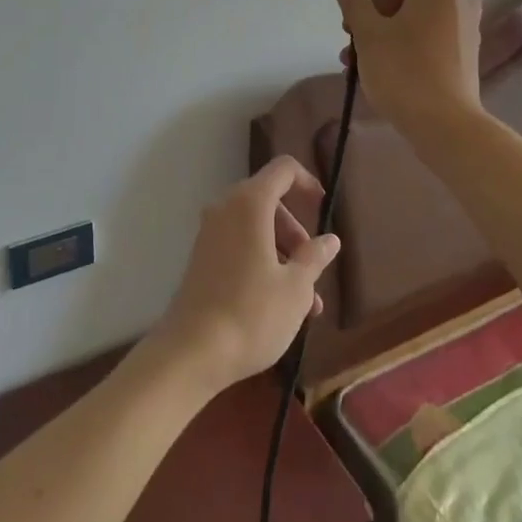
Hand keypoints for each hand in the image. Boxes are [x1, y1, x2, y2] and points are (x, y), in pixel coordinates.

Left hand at [147, 156, 341, 396]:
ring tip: (306, 302)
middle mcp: (225, 208)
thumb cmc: (251, 314)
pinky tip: (279, 304)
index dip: (307, 182)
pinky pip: (239, 244)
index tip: (323, 208)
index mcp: (250, 203)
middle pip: (269, 200)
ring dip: (282, 253)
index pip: (283, 169)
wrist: (191, 352)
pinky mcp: (202, 257)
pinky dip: (261, 261)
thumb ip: (315, 257)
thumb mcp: (296, 288)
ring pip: (255, 227)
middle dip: (295, 230)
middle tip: (313, 266)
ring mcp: (209, 233)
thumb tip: (330, 239)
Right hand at [333, 0, 484, 136]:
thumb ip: (353, 1)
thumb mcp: (368, 33)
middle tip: (349, 32)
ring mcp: (466, 24)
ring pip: (416, 14)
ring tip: (356, 58)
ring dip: (383, 28)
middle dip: (374, 8)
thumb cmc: (403, 70)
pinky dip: (404, 40)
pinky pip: (429, 32)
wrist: (446, 124)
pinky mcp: (466, 50)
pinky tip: (380, 66)